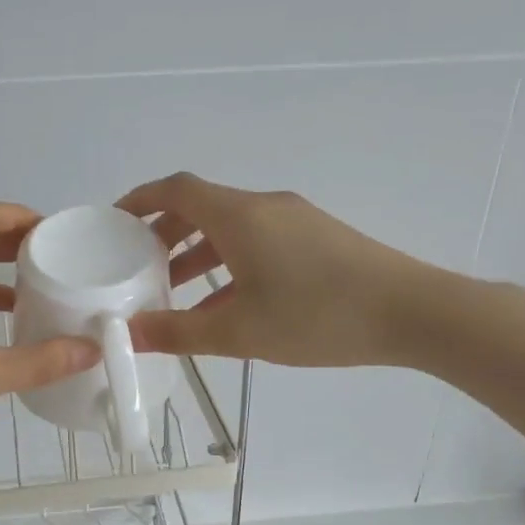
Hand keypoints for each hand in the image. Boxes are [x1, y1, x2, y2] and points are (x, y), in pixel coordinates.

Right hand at [117, 172, 456, 368]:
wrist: (412, 313)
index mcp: (239, 216)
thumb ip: (177, 333)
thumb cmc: (317, 317)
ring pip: (231, 228)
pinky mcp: (317, 240)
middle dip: (164, 233)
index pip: (176, 190)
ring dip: (197, 253)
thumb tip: (126, 334)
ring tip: (174, 292)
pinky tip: (225, 305)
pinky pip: (257, 243)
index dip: (140, 200)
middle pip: (202, 207)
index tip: (113, 222)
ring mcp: (295, 221)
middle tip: (138, 265)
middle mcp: (264, 207)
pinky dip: (230, 265)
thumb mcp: (238, 332)